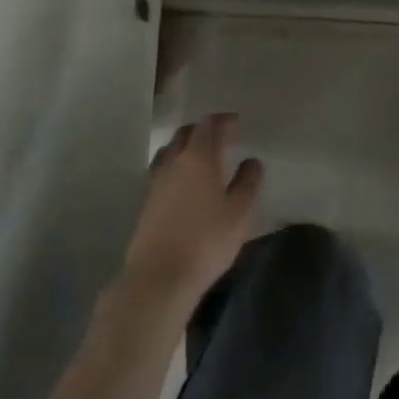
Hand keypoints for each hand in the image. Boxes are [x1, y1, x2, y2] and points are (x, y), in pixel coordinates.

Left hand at [119, 113, 262, 322]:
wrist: (159, 278)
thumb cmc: (206, 241)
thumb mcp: (240, 212)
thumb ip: (248, 182)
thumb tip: (252, 161)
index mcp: (198, 157)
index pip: (209, 124)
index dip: (223, 120)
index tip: (237, 124)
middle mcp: (173, 161)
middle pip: (186, 133)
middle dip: (204, 130)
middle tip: (222, 139)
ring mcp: (156, 181)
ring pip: (170, 150)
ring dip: (187, 147)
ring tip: (203, 159)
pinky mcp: (146, 201)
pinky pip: (162, 170)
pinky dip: (176, 166)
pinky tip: (185, 183)